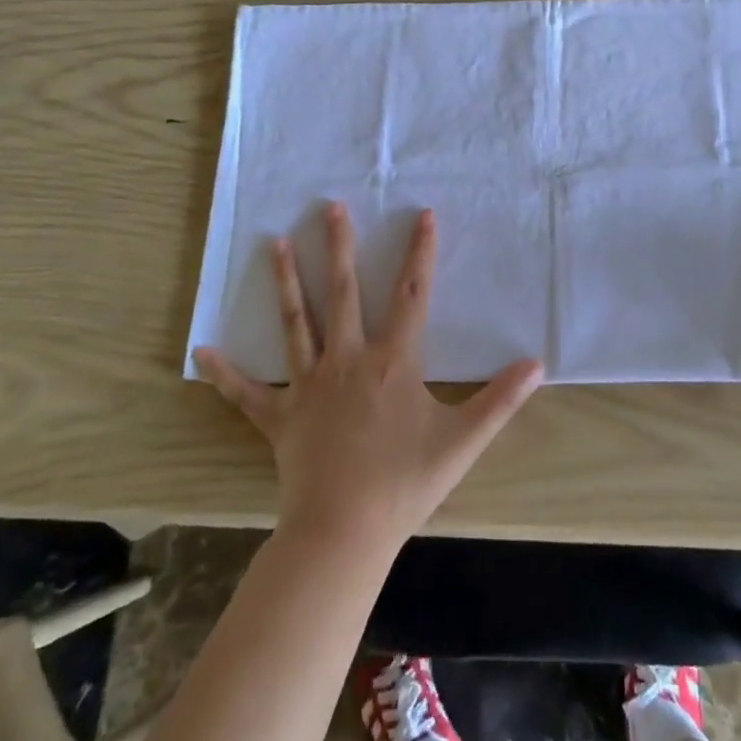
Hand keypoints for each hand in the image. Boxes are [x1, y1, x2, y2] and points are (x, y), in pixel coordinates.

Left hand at [196, 204, 542, 551]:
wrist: (342, 534)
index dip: (420, 253)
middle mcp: (348, 360)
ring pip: (296, 323)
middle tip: (329, 207)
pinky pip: (247, 393)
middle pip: (344, 292)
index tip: (423, 215)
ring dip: (286, 282)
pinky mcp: (279, 417)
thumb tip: (537, 364)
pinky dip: (226, 372)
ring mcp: (308, 386)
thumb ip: (501, 400)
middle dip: (338, 246)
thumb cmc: (404, 484)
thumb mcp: (462, 441)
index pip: (412, 294)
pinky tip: (202, 349)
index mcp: (392, 361)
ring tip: (274, 243)